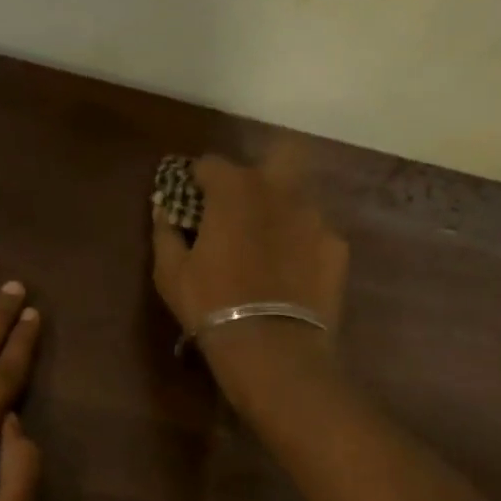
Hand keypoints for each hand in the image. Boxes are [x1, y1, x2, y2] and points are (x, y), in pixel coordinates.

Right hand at [150, 147, 348, 405]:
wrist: (273, 347)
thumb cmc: (211, 305)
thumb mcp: (170, 273)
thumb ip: (165, 233)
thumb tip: (163, 211)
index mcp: (234, 189)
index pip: (211, 163)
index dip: (199, 179)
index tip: (193, 199)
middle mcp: (280, 190)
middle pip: (278, 153)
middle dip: (261, 170)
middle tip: (244, 203)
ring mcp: (315, 217)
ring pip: (300, 195)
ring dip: (283, 208)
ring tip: (270, 242)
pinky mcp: (337, 247)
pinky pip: (316, 233)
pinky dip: (303, 243)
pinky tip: (294, 271)